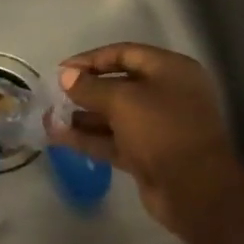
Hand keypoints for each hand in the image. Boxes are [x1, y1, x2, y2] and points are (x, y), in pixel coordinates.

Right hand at [49, 43, 242, 233]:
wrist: (194, 190)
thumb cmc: (162, 131)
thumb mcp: (122, 101)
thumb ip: (90, 87)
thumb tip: (65, 75)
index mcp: (171, 70)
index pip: (125, 53)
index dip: (91, 59)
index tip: (61, 70)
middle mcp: (166, 94)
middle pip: (118, 84)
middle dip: (84, 90)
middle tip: (54, 96)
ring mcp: (158, 126)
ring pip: (113, 115)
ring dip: (82, 116)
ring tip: (49, 118)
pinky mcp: (147, 154)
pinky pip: (113, 140)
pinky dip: (88, 138)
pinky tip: (59, 137)